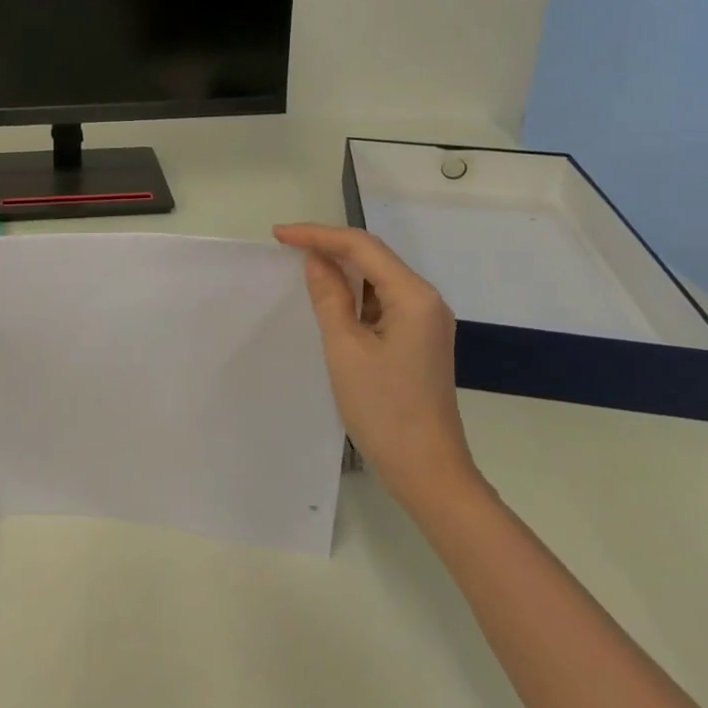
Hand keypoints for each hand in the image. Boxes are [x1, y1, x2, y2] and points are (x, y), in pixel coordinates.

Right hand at [273, 223, 478, 503]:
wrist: (428, 472)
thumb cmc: (383, 410)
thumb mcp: (345, 348)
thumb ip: (330, 296)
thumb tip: (316, 259)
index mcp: (413, 296)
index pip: (362, 247)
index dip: (318, 235)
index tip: (279, 235)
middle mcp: (426, 300)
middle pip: (374, 257)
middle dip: (330, 246)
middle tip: (286, 243)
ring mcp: (426, 321)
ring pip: (379, 278)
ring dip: (343, 269)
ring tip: (302, 265)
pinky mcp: (420, 339)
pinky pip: (384, 301)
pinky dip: (356, 294)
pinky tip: (332, 298)